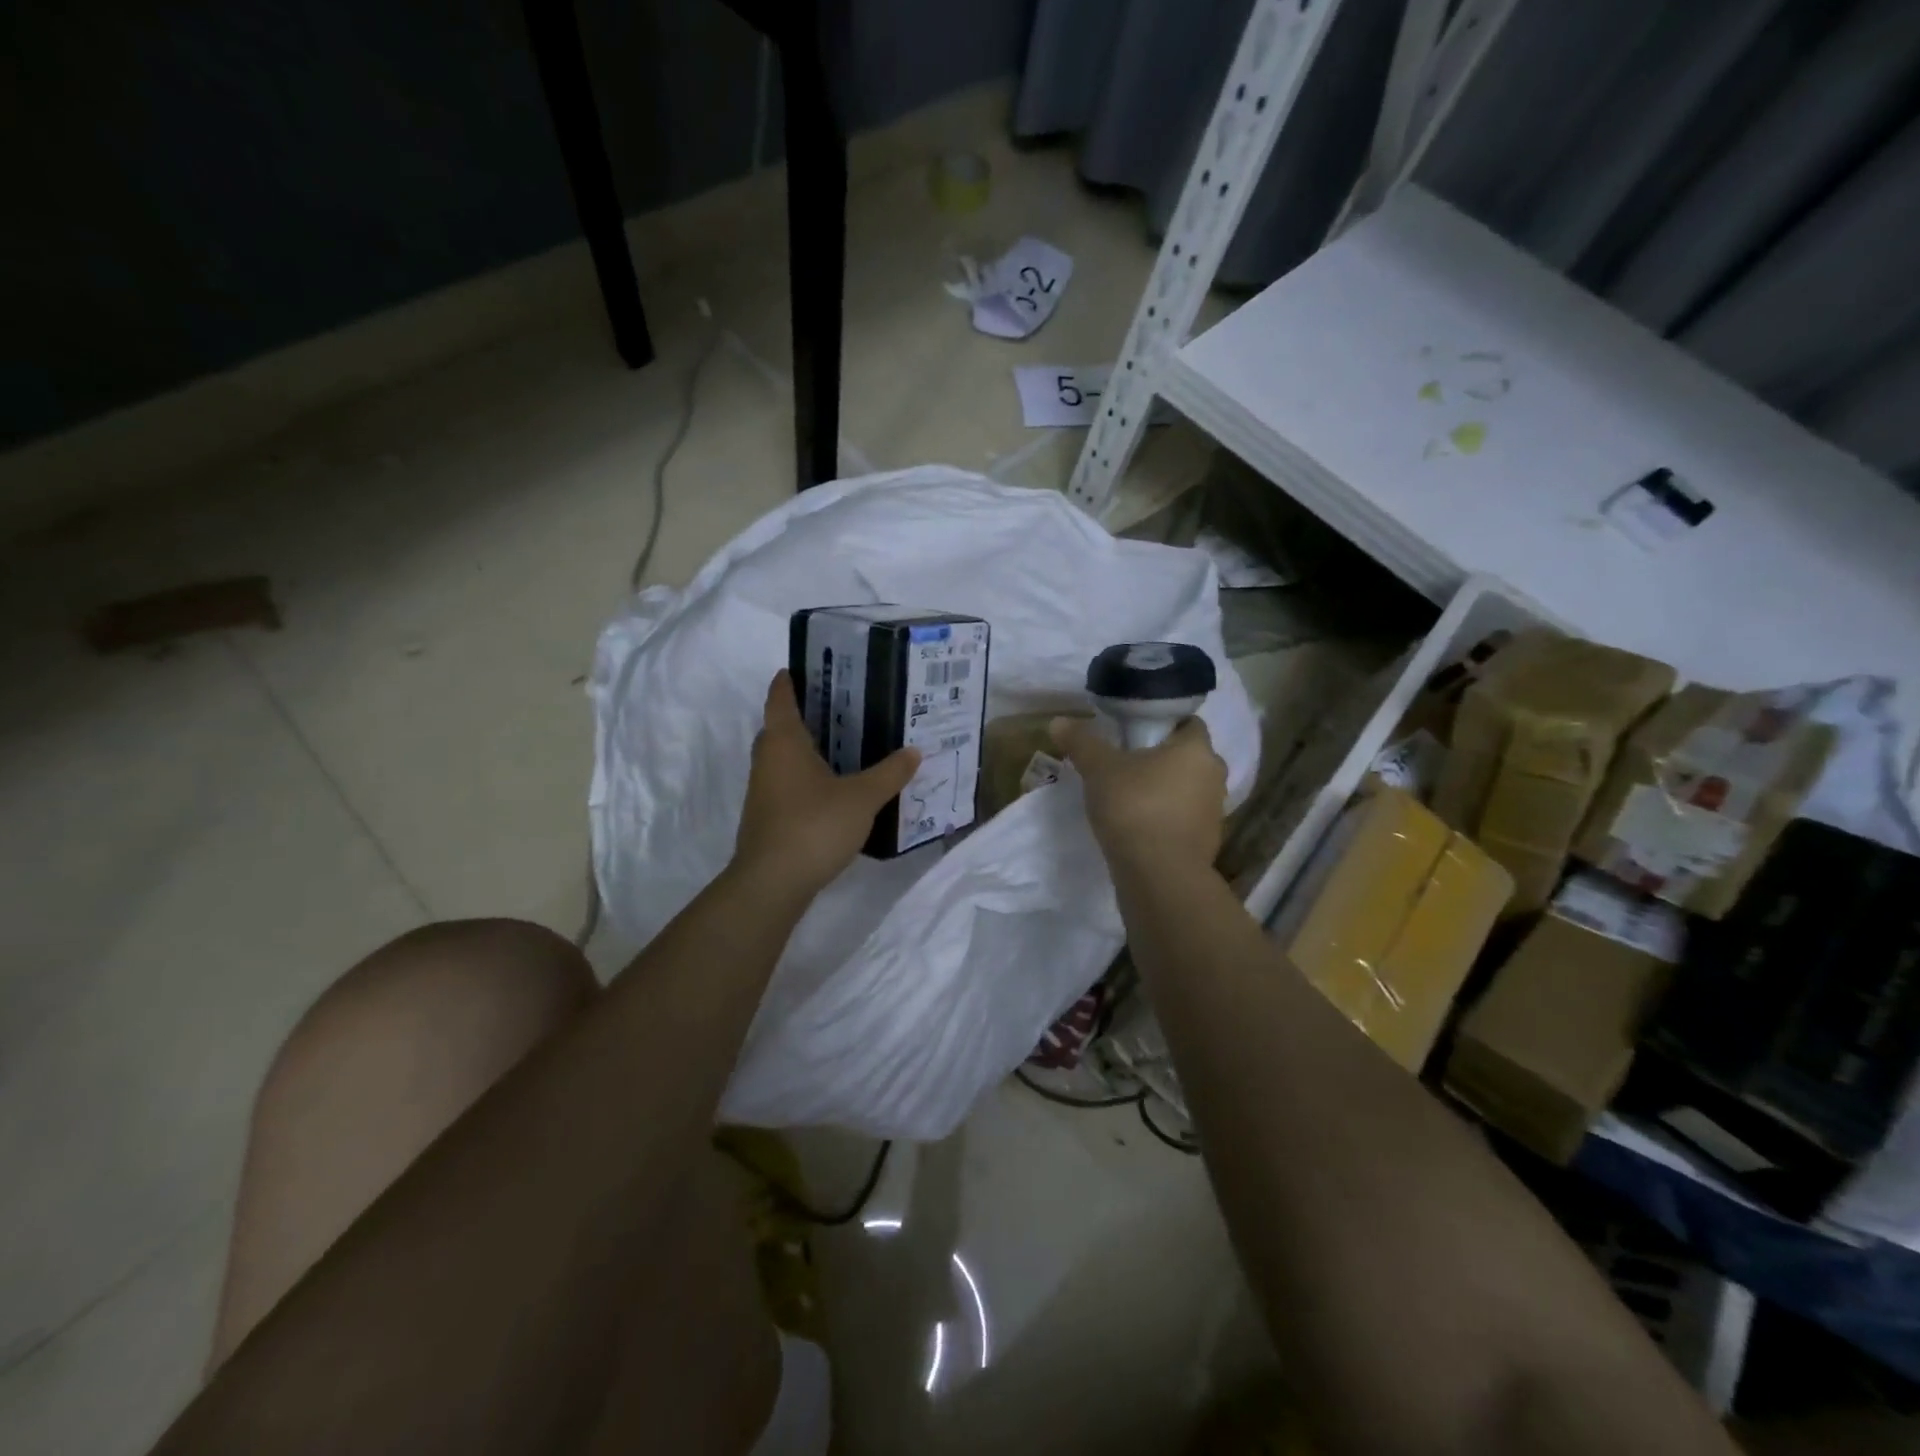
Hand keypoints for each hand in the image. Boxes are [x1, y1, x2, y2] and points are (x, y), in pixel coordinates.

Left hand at [731, 672, 920, 899]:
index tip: (802, 667)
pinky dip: (805, 776)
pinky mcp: (766, 816)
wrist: (773, 882)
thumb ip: (890, 773)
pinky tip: (832, 787)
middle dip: (803, 715)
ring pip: (782, 758)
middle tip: (838, 706)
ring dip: (804, 749)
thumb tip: (914, 751)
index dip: (788, 681)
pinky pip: (786, 783)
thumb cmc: (815, 825)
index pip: (780, 698)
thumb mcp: (862, 797)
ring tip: (842, 744)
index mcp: (784, 742)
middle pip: (779, 727)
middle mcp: (767, 759)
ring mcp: (762, 790)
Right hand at [1051, 715, 1226, 876]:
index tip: (1132, 733)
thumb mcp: (1099, 769)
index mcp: (1197, 749)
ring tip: (1128, 797)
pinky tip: (1138, 826)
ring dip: (1163, 790)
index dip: (1161, 724)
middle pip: (1186, 757)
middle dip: (1160, 759)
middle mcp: (1214, 775)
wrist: (1158, 875)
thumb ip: (1081, 742)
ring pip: (1186, 789)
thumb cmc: (1134, 807)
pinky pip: (1183, 818)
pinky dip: (1165, 818)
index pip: (1187, 722)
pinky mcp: (1207, 842)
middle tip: (1124, 764)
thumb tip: (1058, 721)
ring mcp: (1214, 811)